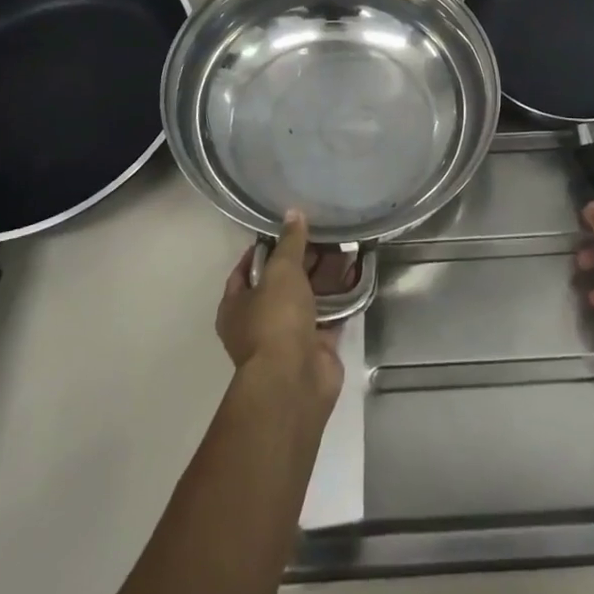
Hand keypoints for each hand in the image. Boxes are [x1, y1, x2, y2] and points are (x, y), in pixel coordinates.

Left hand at [216, 211, 344, 412]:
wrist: (294, 381)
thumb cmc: (275, 320)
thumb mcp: (280, 271)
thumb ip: (289, 242)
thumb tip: (293, 213)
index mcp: (236, 305)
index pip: (246, 268)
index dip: (264, 248)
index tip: (287, 228)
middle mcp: (258, 321)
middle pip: (281, 283)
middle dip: (303, 260)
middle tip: (325, 233)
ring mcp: (288, 337)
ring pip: (308, 298)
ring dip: (325, 277)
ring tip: (347, 246)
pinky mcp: (315, 347)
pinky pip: (330, 315)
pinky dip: (342, 298)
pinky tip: (357, 274)